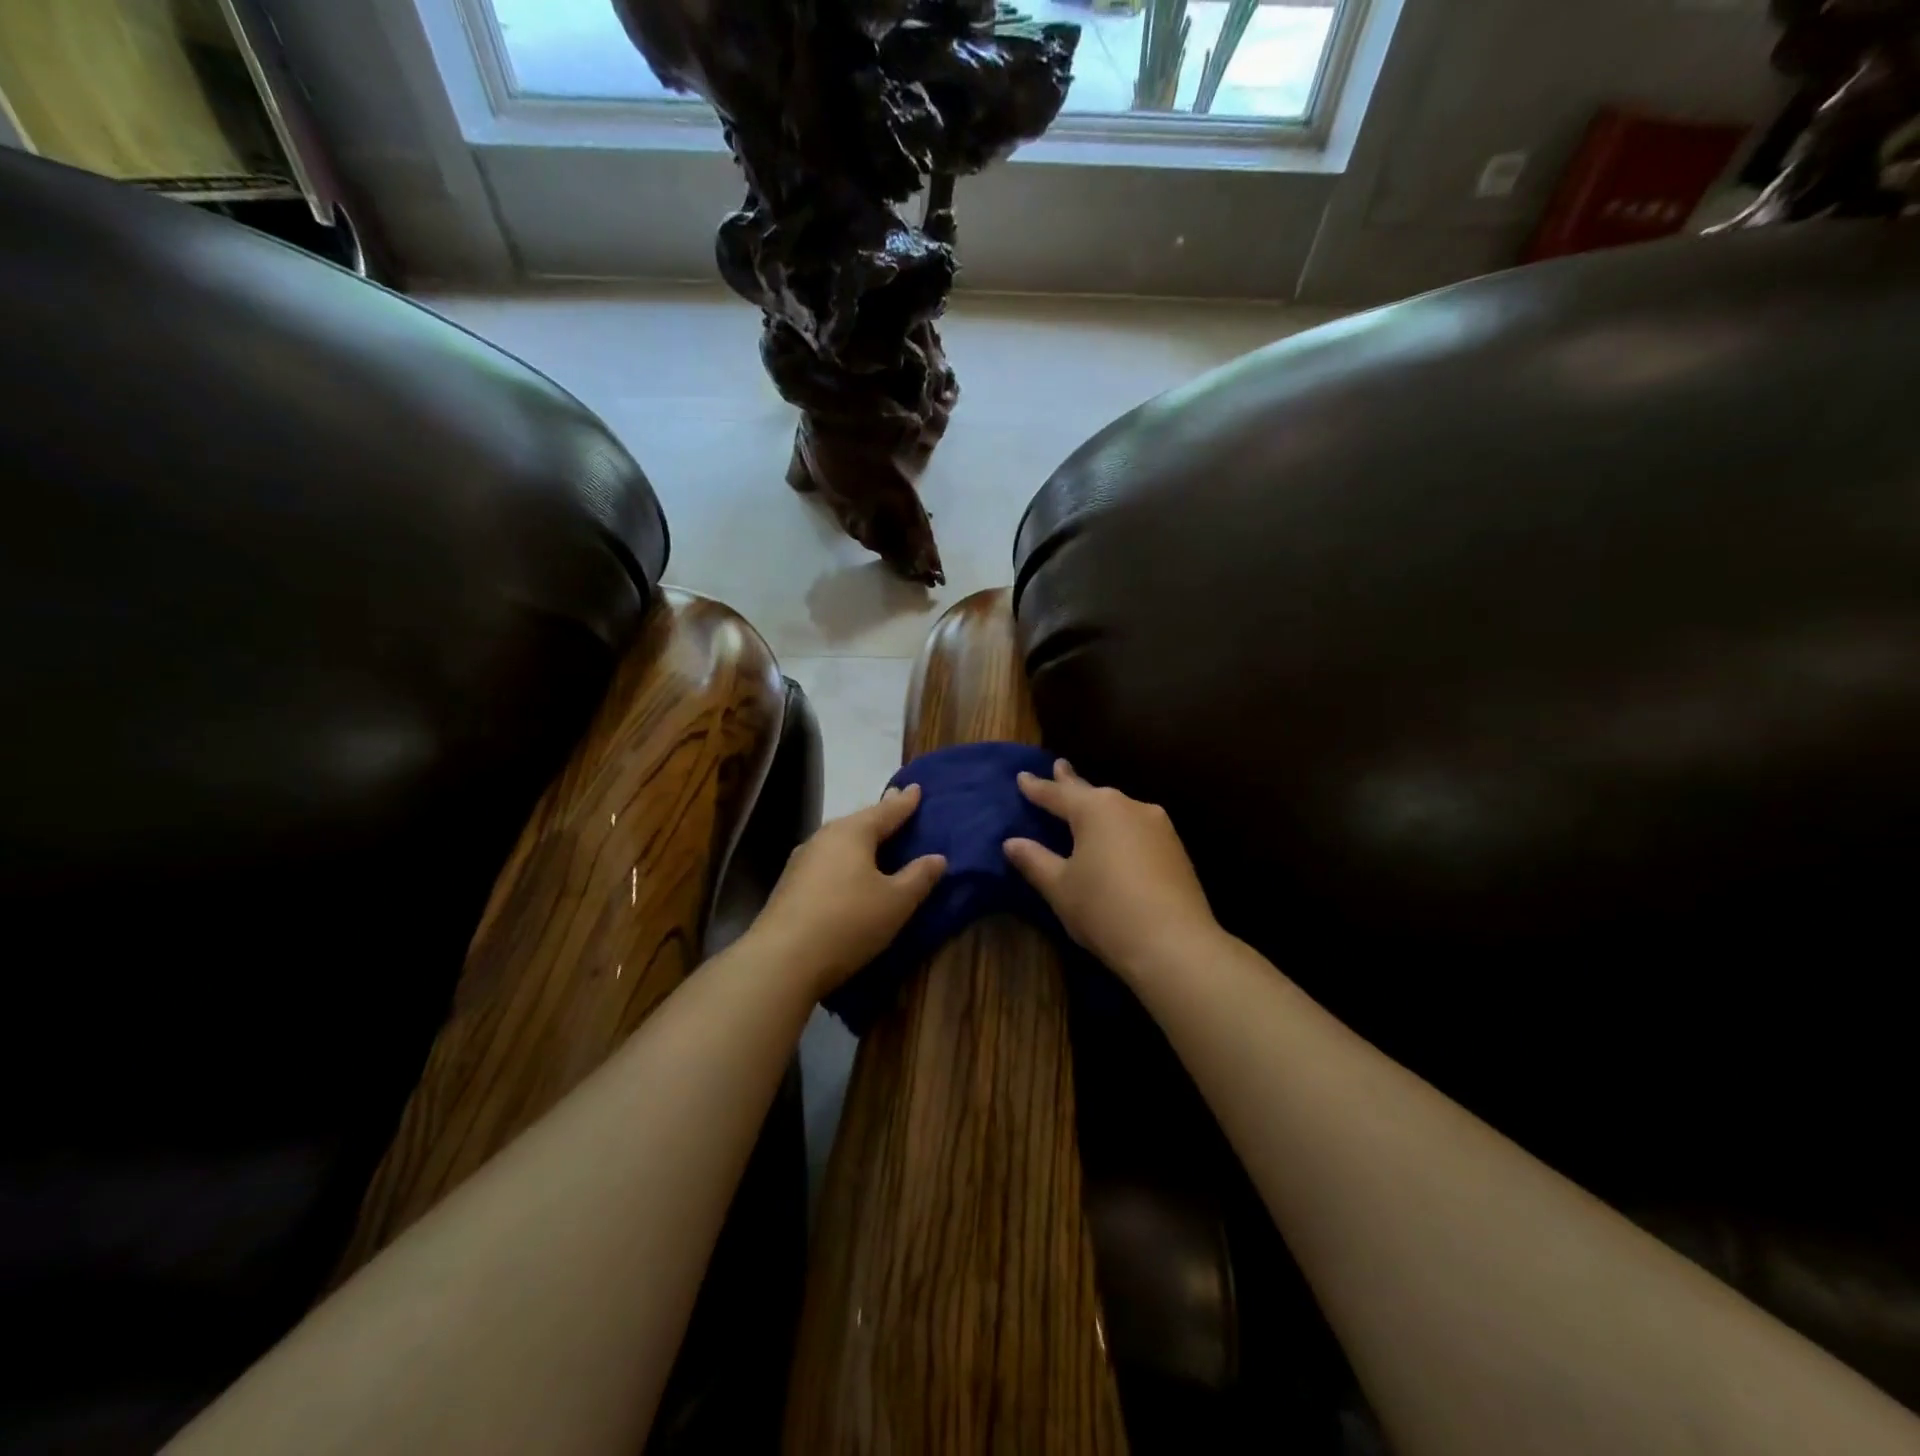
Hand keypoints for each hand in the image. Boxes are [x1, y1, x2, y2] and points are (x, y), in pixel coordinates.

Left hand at [751, 784, 946, 997]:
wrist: (782, 960)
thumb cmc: (848, 922)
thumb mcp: (896, 902)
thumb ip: (919, 877)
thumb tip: (937, 857)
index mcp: (853, 833)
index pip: (886, 811)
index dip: (905, 802)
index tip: (916, 788)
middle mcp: (825, 838)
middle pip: (859, 821)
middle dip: (879, 814)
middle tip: (896, 801)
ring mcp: (803, 861)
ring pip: (839, 840)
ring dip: (859, 836)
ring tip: (874, 834)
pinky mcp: (791, 885)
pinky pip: (827, 860)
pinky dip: (844, 857)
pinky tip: (846, 867)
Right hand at [1004, 760, 1216, 981]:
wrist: (1174, 944)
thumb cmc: (1105, 910)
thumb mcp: (1060, 887)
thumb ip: (1035, 860)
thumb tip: (1012, 842)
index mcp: (1096, 809)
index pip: (1057, 794)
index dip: (1036, 787)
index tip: (1022, 776)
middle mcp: (1129, 806)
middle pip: (1092, 793)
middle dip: (1072, 782)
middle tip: (1059, 767)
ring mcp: (1158, 825)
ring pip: (1119, 809)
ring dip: (1099, 807)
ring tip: (1086, 805)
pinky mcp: (1176, 849)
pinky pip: (1137, 828)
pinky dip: (1120, 828)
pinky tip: (1117, 838)